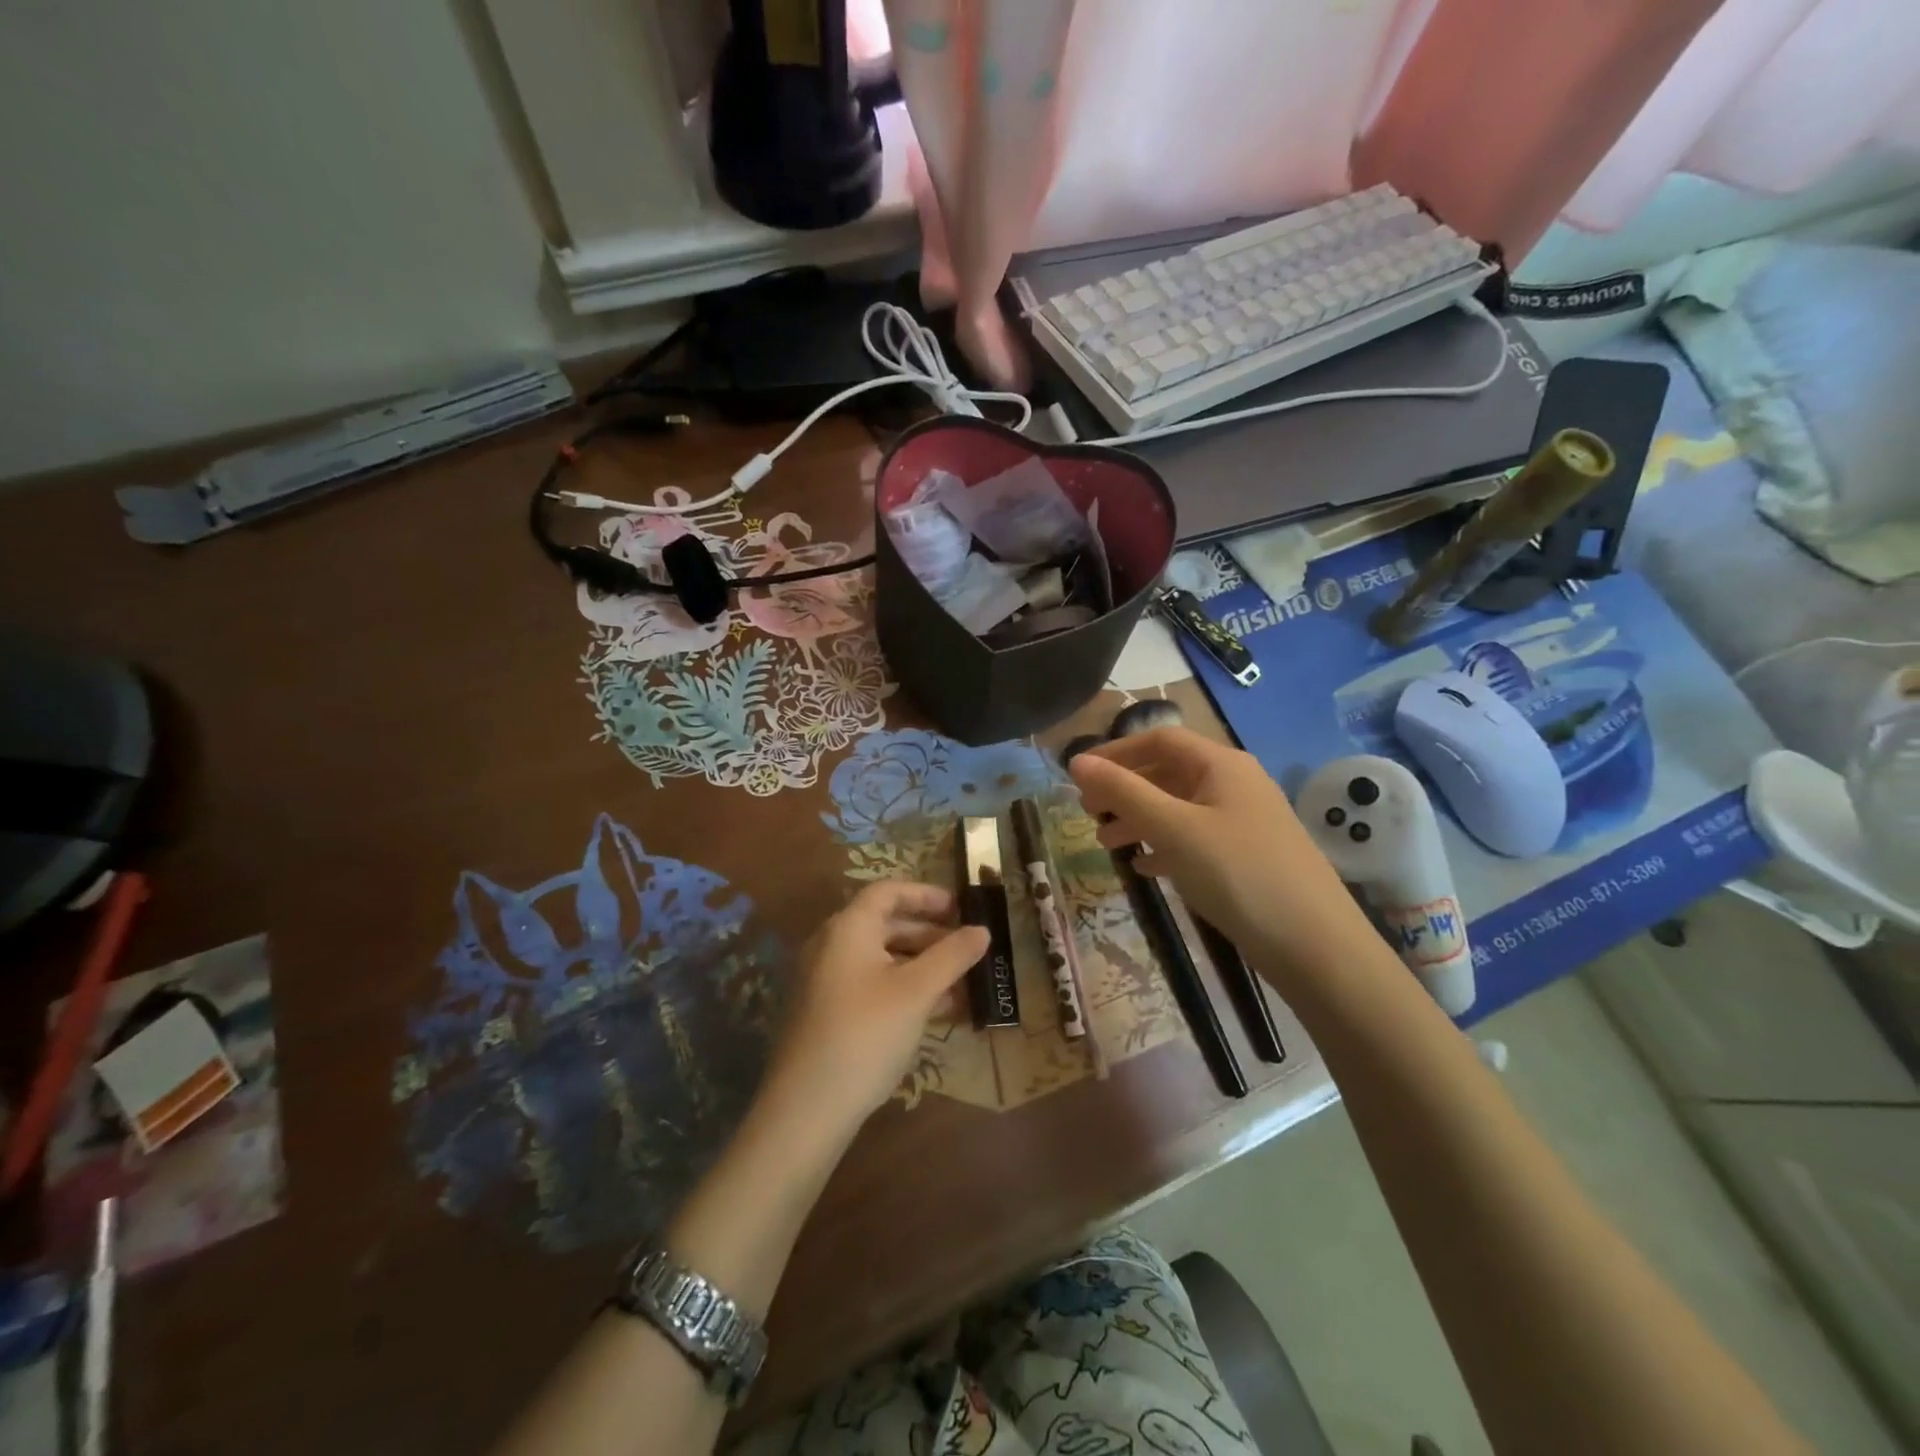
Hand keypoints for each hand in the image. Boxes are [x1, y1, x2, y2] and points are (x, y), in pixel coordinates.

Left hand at [764, 881, 988, 1132]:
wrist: (807, 1108)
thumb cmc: (866, 1034)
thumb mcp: (917, 992)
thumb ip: (952, 956)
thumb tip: (982, 930)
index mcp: (848, 928)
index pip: (888, 891)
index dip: (926, 894)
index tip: (960, 908)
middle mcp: (831, 945)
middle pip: (885, 925)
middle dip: (930, 935)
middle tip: (966, 950)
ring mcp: (824, 981)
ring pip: (880, 959)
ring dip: (920, 967)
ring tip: (960, 986)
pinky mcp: (825, 1013)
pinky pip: (870, 985)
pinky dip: (902, 989)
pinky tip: (934, 1013)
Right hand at [1068, 726, 1371, 987]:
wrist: (1316, 946)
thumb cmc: (1238, 874)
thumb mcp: (1173, 829)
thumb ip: (1123, 792)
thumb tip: (1077, 761)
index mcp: (1221, 765)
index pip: (1159, 739)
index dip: (1115, 751)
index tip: (1078, 775)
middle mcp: (1235, 783)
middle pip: (1168, 772)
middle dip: (1125, 789)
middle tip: (1087, 813)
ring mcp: (1245, 821)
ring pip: (1180, 808)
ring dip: (1140, 820)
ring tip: (1107, 844)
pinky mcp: (1249, 856)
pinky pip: (1196, 838)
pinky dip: (1165, 845)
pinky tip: (1146, 868)